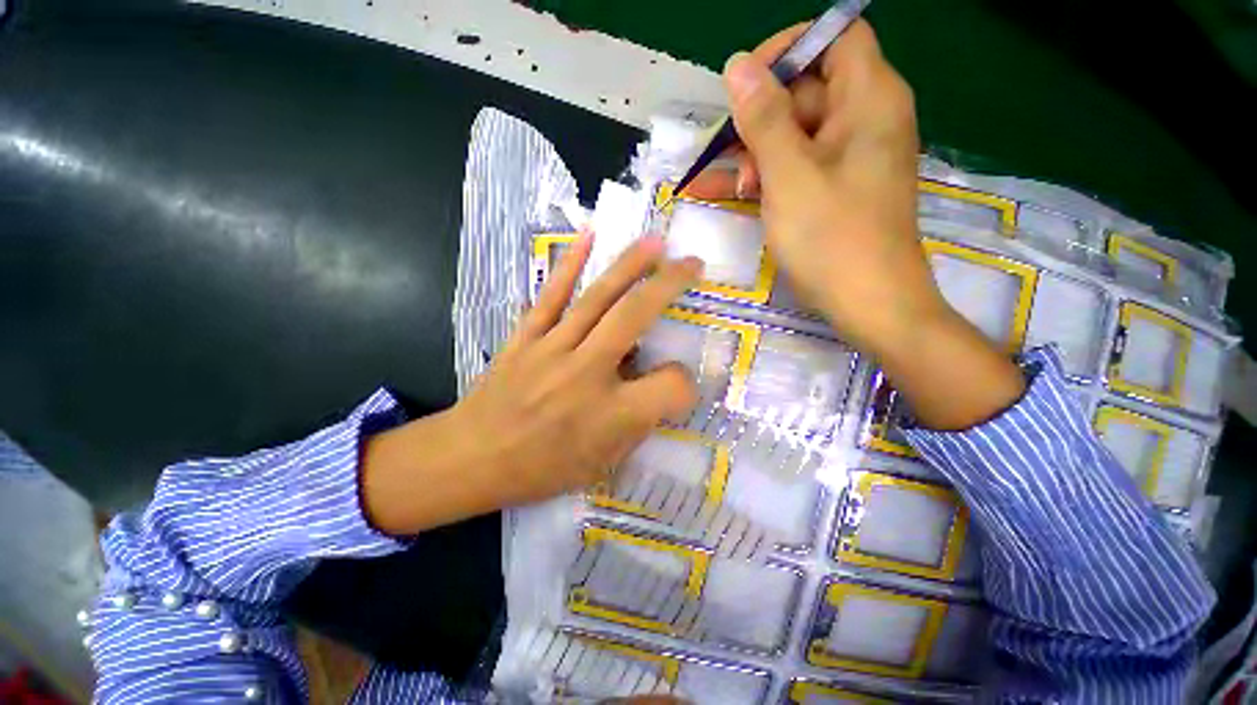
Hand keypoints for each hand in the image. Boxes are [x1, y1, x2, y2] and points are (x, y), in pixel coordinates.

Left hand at [361, 234, 702, 534]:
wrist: (473, 459)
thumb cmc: (542, 469)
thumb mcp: (603, 463)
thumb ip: (638, 424)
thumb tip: (654, 384)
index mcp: (611, 415)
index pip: (670, 386)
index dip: (684, 384)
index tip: (678, 385)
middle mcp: (586, 373)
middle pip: (634, 316)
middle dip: (668, 284)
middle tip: (691, 263)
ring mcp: (552, 349)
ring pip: (597, 298)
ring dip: (629, 265)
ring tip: (654, 242)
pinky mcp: (525, 338)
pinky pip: (550, 297)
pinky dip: (569, 265)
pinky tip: (587, 237)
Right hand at [689, 21, 1023, 428]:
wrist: (868, 303)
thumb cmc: (832, 237)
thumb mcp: (789, 174)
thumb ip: (763, 118)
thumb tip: (738, 64)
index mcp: (869, 99)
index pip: (833, 37)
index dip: (788, 50)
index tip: (745, 83)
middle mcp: (864, 120)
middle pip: (807, 90)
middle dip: (761, 119)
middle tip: (731, 157)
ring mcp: (848, 158)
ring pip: (795, 134)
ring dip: (756, 156)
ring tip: (731, 189)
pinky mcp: (835, 189)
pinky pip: (796, 167)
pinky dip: (766, 178)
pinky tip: (731, 195)